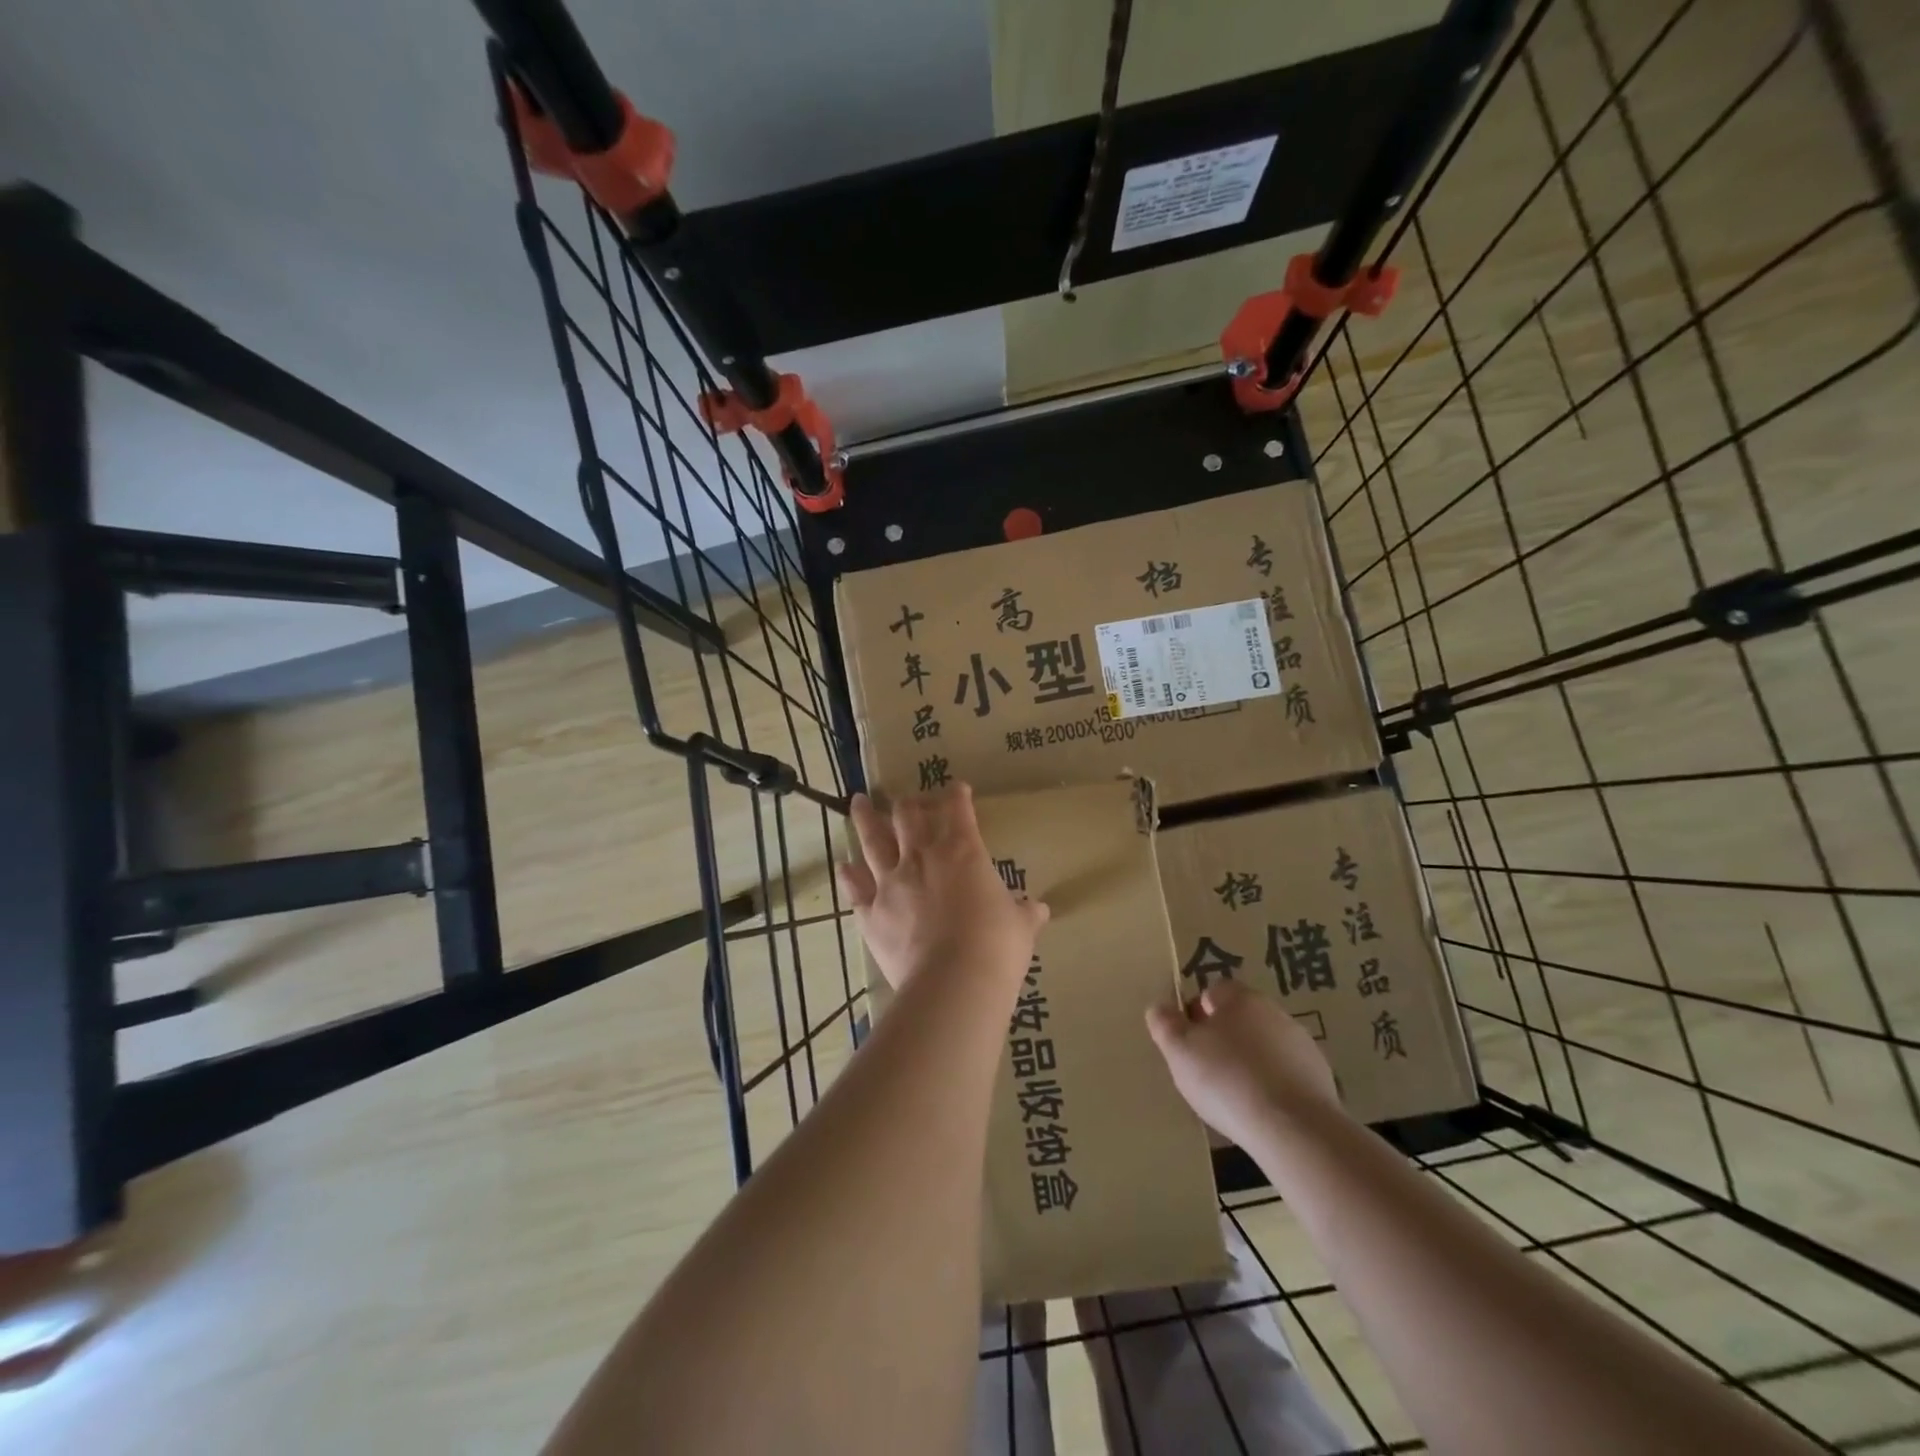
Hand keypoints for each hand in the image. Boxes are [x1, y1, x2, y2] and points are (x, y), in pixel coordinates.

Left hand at [836, 785, 1048, 992]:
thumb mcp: (1021, 927)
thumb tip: (1040, 909)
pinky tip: (842, 866)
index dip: (957, 795)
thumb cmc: (997, 946)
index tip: (957, 788)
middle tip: (904, 799)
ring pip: (872, 840)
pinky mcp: (872, 913)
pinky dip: (848, 877)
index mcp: (963, 852)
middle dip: (907, 803)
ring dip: (864, 819)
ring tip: (857, 802)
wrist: (954, 981)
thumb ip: (1026, 913)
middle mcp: (922, 857)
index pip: (958, 810)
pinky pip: (856, 889)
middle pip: (907, 816)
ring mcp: (891, 883)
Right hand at [1145, 978, 1343, 1145]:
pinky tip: (1262, 1110)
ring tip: (1234, 1095)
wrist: (1295, 1130)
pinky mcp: (1321, 1078)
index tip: (1187, 1043)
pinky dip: (1273, 1085)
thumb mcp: (1179, 1051)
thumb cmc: (1227, 1080)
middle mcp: (1274, 1012)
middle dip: (1223, 1038)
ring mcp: (1302, 1045)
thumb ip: (1164, 1024)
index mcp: (1240, 998)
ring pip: (1265, 1045)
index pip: (1213, 992)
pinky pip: (1286, 1074)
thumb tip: (1159, 1008)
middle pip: (1240, 1017)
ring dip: (1250, 1061)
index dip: (1196, 1014)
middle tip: (1206, 1069)